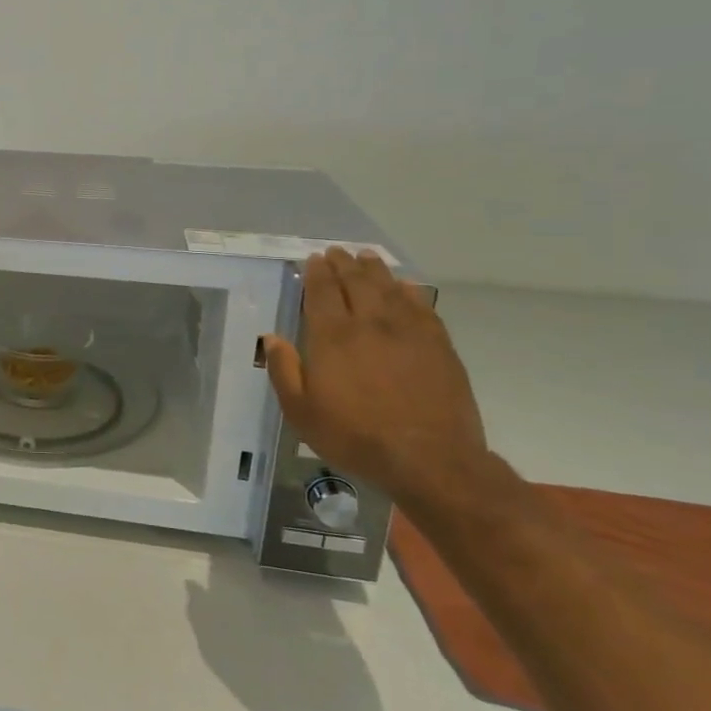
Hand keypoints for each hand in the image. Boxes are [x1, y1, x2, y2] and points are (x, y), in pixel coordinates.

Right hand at [261, 249, 491, 512]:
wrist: (429, 459)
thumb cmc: (355, 436)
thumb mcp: (301, 412)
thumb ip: (284, 371)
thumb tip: (271, 338)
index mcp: (332, 337)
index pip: (322, 292)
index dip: (316, 272)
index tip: (313, 259)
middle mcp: (369, 324)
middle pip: (356, 282)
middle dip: (344, 264)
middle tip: (338, 252)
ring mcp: (408, 332)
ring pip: (389, 288)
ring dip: (375, 270)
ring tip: (367, 258)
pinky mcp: (438, 345)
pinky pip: (422, 306)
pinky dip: (410, 291)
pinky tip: (405, 287)